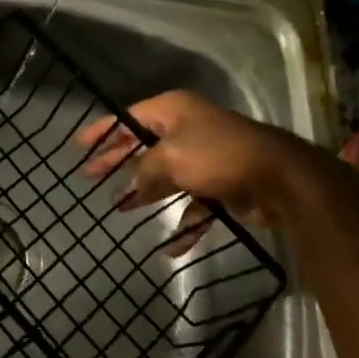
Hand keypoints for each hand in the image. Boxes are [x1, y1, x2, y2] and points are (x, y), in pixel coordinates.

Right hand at [74, 90, 335, 252]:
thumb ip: (144, 172)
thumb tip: (133, 187)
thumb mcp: (169, 158)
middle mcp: (187, 129)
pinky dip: (184, 222)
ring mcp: (206, 157)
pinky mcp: (222, 184)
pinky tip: (171, 246)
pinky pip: (194, 203)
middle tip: (91, 177)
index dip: (103, 131)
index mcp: (173, 111)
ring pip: (167, 175)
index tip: (79, 146)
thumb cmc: (216, 156)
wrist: (279, 178)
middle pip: (144, 146)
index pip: (128, 117)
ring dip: (147, 193)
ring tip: (121, 208)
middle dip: (119, 163)